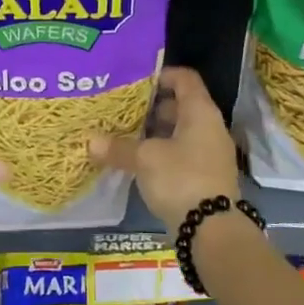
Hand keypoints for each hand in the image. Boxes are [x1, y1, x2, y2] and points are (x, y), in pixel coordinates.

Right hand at [89, 67, 240, 233]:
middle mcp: (210, 127)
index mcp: (200, 112)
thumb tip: (89, 141)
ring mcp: (210, 153)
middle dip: (151, 107)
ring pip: (180, 131)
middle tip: (122, 109)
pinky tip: (139, 161)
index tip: (134, 81)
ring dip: (155, 132)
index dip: (161, 74)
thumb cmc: (181, 179)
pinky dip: (162, 152)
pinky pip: (182, 153)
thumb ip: (118, 147)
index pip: (185, 78)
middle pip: (181, 105)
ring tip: (125, 135)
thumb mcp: (145, 159)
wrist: (213, 230)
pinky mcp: (206, 176)